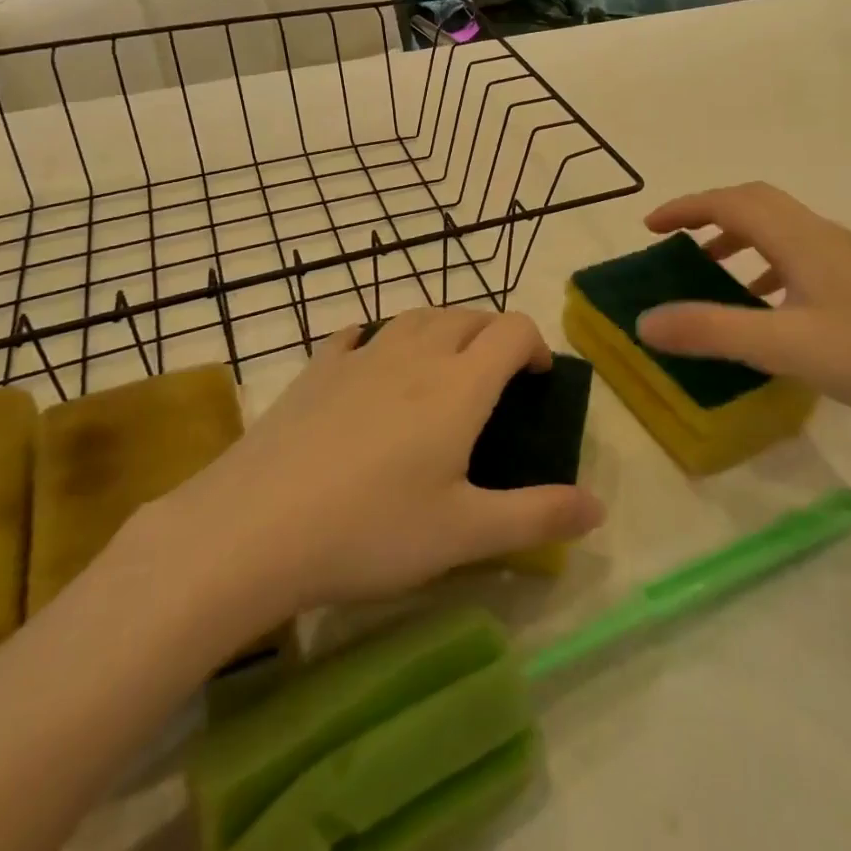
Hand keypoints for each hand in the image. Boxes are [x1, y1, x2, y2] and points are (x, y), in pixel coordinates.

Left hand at [156, 310, 603, 618]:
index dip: (535, 344)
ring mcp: (360, 356)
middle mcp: (414, 355)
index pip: (512, 330)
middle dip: (493, 334)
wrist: (252, 529)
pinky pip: (358, 334)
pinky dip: (380, 339)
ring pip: (416, 317)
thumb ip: (537, 517)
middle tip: (497, 379)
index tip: (538, 380)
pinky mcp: (316, 370)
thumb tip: (598, 507)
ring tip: (443, 369)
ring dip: (443, 329)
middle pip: (467, 315)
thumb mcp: (464, 535)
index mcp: (458, 386)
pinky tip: (371, 365)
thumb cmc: (370, 531)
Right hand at [635, 183, 850, 437]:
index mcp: (801, 238)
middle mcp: (822, 235)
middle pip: (756, 203)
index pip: (732, 203)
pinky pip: (798, 254)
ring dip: (738, 237)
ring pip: (779, 228)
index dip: (687, 207)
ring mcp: (845, 257)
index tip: (650, 226)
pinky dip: (765, 262)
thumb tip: (644, 320)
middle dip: (710, 213)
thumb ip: (710, 330)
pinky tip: (763, 301)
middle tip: (674, 238)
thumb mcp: (781, 346)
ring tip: (709, 268)